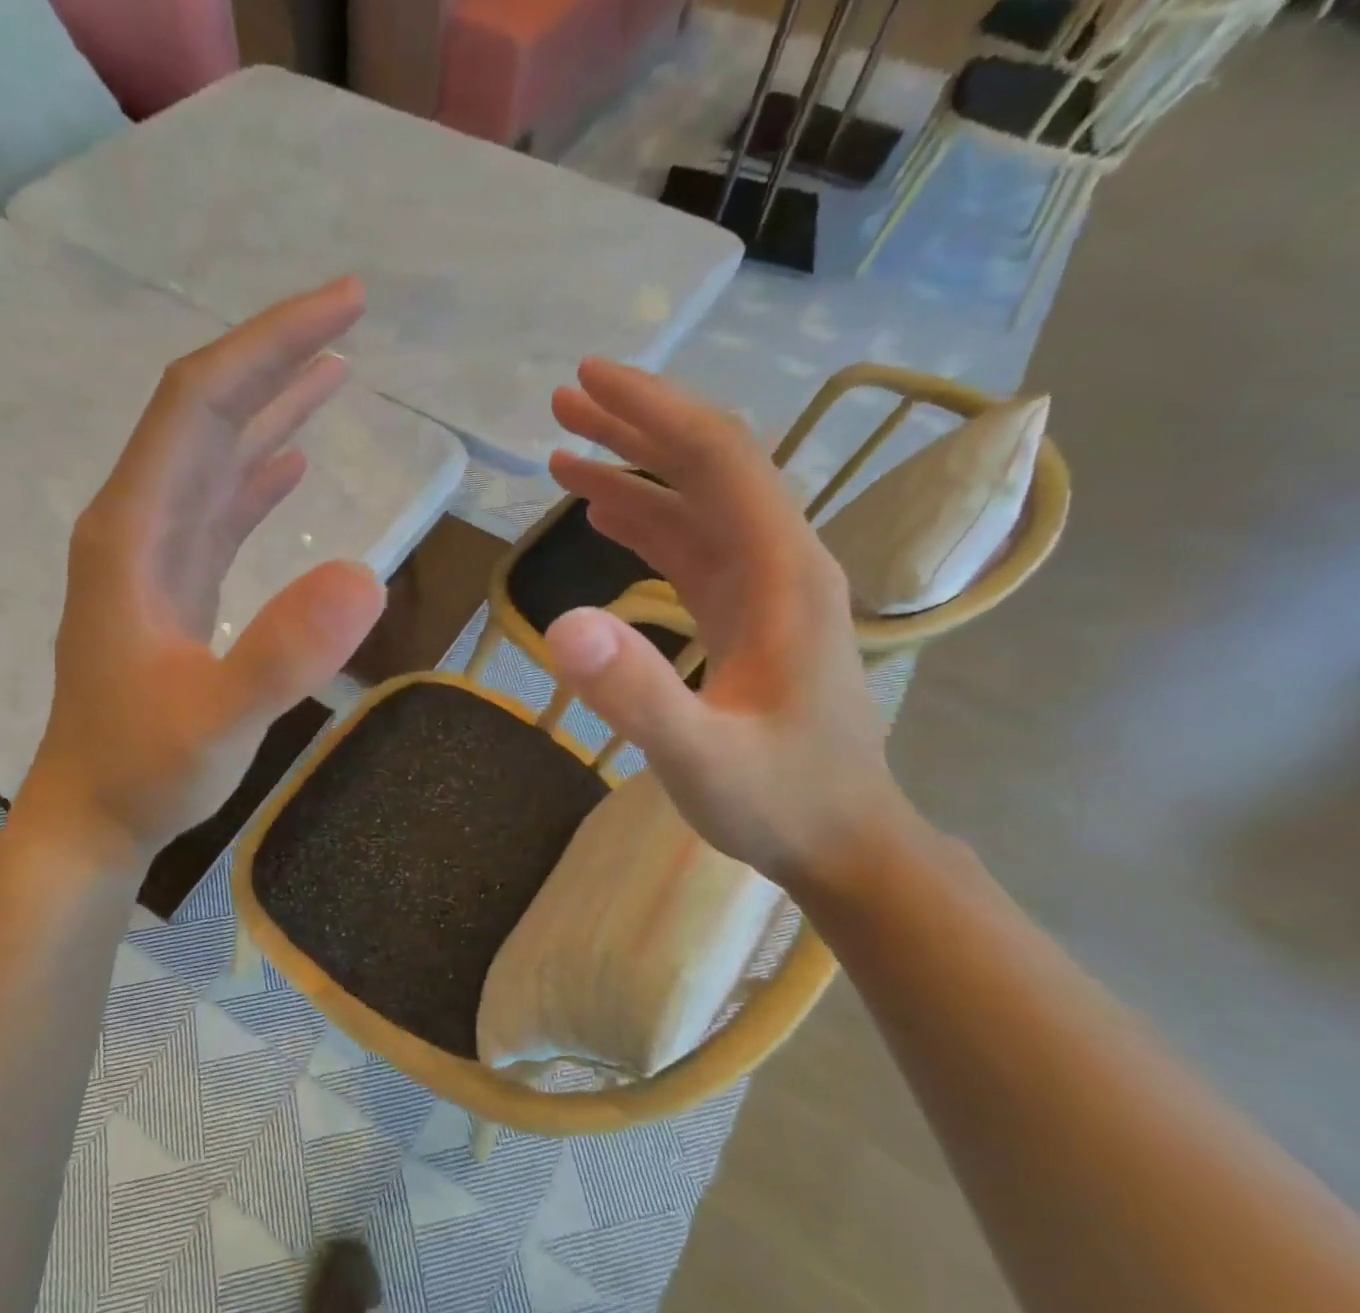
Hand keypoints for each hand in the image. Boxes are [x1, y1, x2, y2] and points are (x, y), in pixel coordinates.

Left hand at [11, 278, 387, 865]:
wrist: (95, 817)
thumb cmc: (145, 772)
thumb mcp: (217, 721)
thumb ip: (282, 653)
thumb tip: (365, 576)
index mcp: (134, 534)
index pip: (197, 405)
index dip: (266, 346)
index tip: (341, 307)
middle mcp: (136, 527)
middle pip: (203, 414)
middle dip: (274, 356)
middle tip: (351, 312)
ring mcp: (153, 558)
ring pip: (212, 458)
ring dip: (269, 407)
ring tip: (334, 368)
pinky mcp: (173, 590)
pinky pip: (217, 511)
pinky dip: (256, 475)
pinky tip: (291, 459)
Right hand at [545, 359, 911, 889]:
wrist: (844, 842)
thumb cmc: (779, 800)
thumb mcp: (698, 756)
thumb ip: (635, 693)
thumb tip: (561, 625)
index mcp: (781, 573)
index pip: (717, 458)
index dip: (652, 411)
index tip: (587, 379)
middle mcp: (779, 564)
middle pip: (709, 466)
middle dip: (636, 425)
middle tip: (563, 400)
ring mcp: (764, 591)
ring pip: (696, 506)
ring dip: (633, 474)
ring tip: (563, 454)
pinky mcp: (747, 619)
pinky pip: (693, 550)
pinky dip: (647, 524)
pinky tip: (607, 517)